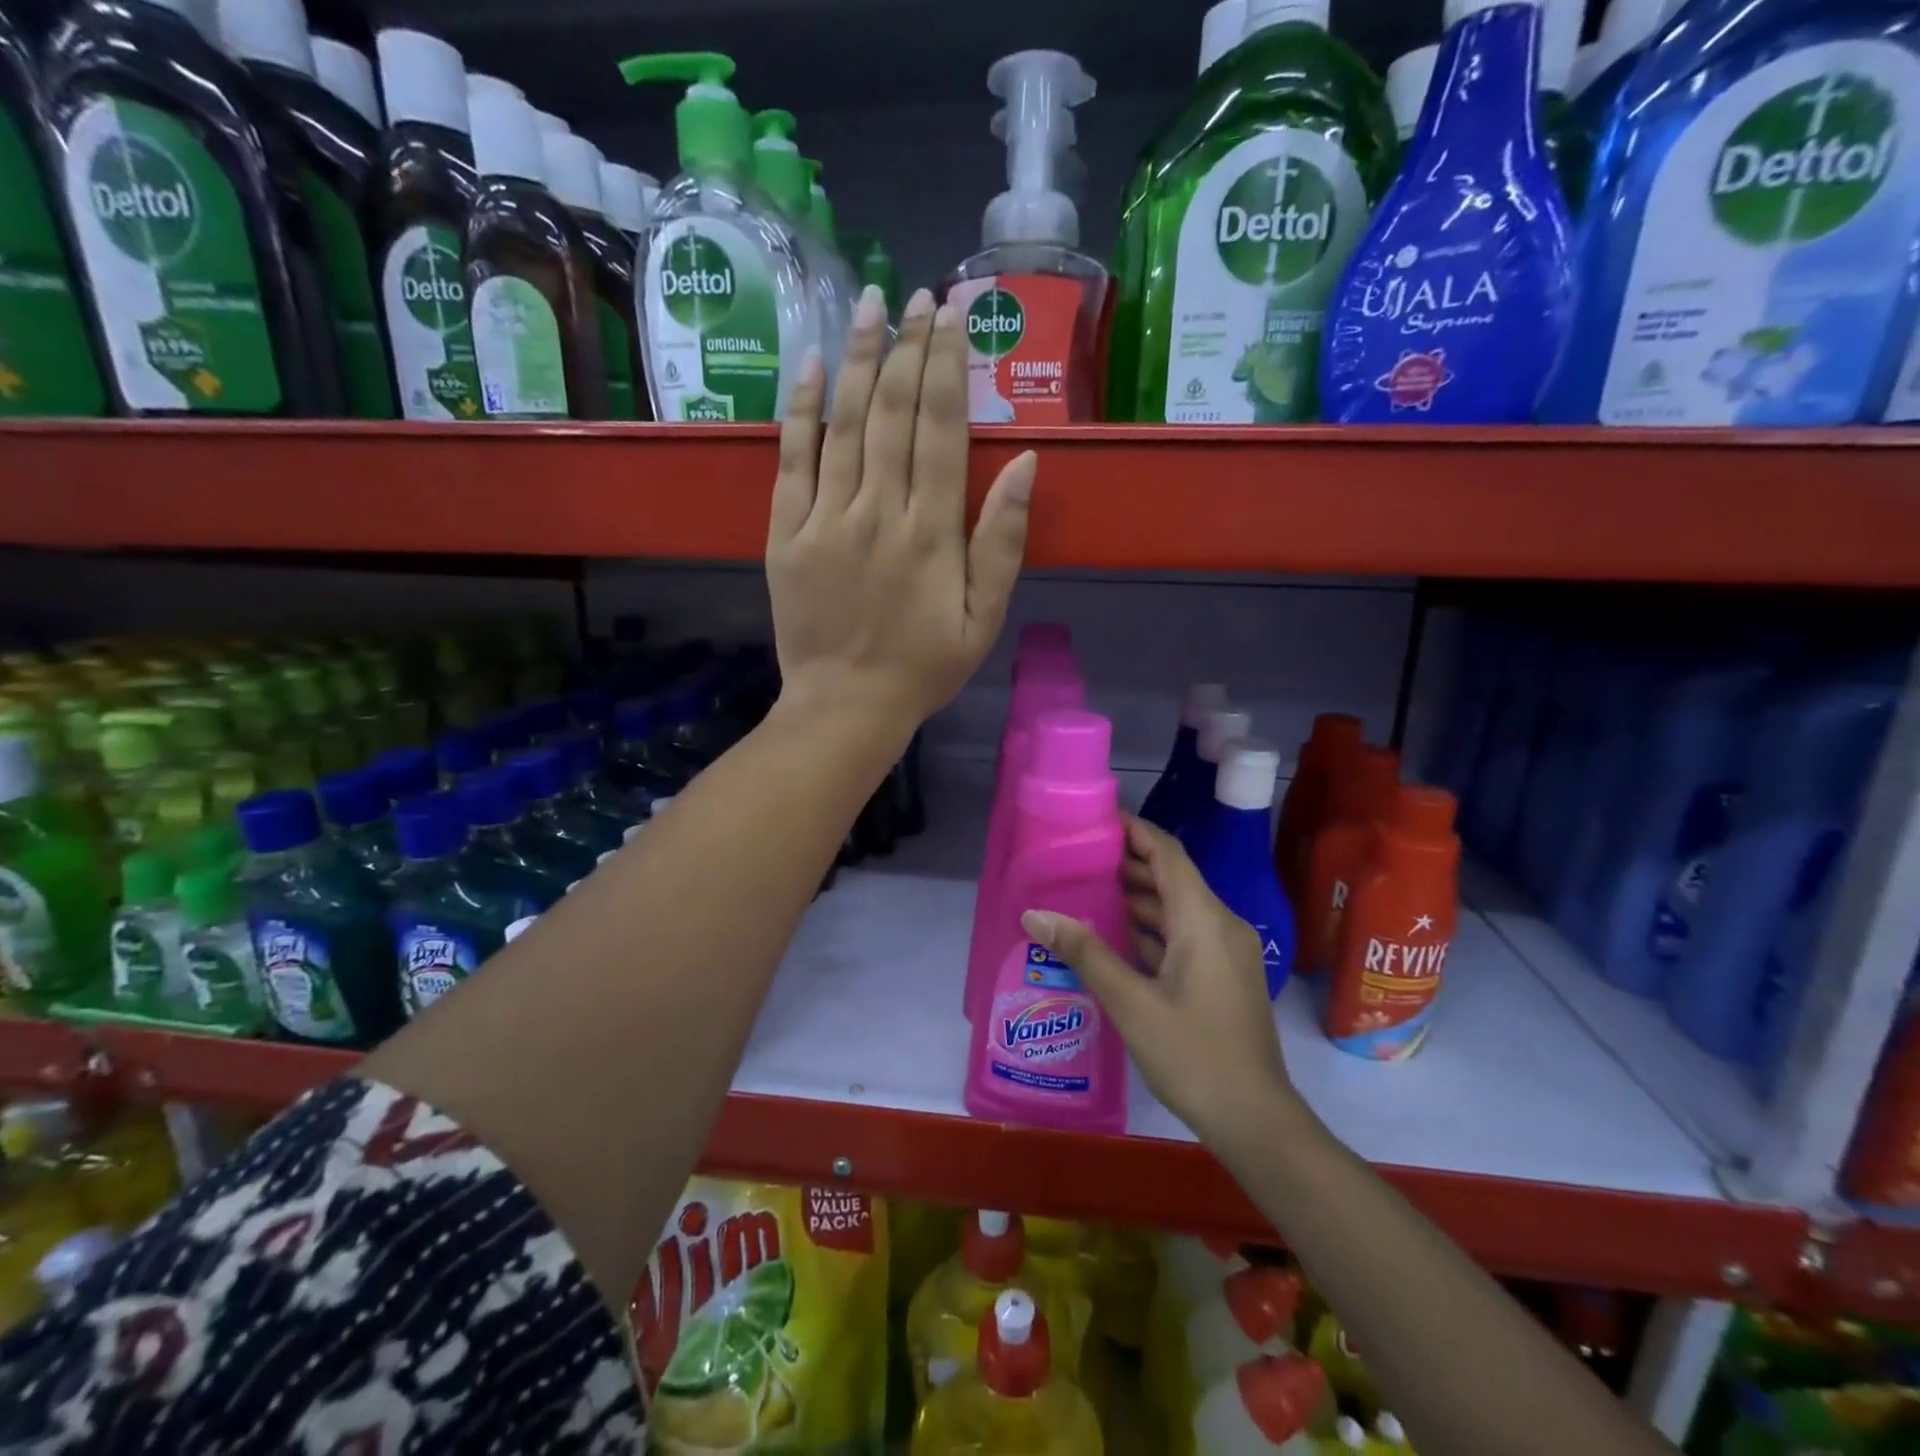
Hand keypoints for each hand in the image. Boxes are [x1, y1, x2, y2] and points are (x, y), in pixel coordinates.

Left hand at [767, 285, 1037, 731]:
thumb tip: (1023, 463)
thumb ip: (1002, 542)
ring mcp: (825, 521)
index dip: (946, 366)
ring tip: (869, 304)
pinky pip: (792, 461)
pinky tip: (810, 365)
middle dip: (906, 347)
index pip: (940, 429)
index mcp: (931, 533)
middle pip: (892, 413)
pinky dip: (801, 411)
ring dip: (857, 359)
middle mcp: (877, 513)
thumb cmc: (924, 668)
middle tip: (916, 294)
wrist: (846, 707)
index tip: (952, 314)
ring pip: (843, 425)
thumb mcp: (984, 619)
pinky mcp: (785, 535)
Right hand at [1021, 817, 1299, 1143]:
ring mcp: (1226, 951)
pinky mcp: (1223, 975)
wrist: (1255, 1120)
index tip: (1096, 819)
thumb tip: (1035, 915)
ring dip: (1137, 897)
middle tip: (1078, 857)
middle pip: (1172, 877)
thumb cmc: (1194, 1056)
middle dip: (1128, 863)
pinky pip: (1184, 935)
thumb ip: (1085, 952)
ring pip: (1177, 908)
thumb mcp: (1131, 1003)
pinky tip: (1116, 937)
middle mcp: (1220, 925)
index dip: (1134, 830)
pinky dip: (1151, 928)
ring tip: (1087, 891)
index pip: (1167, 854)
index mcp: (1204, 920)